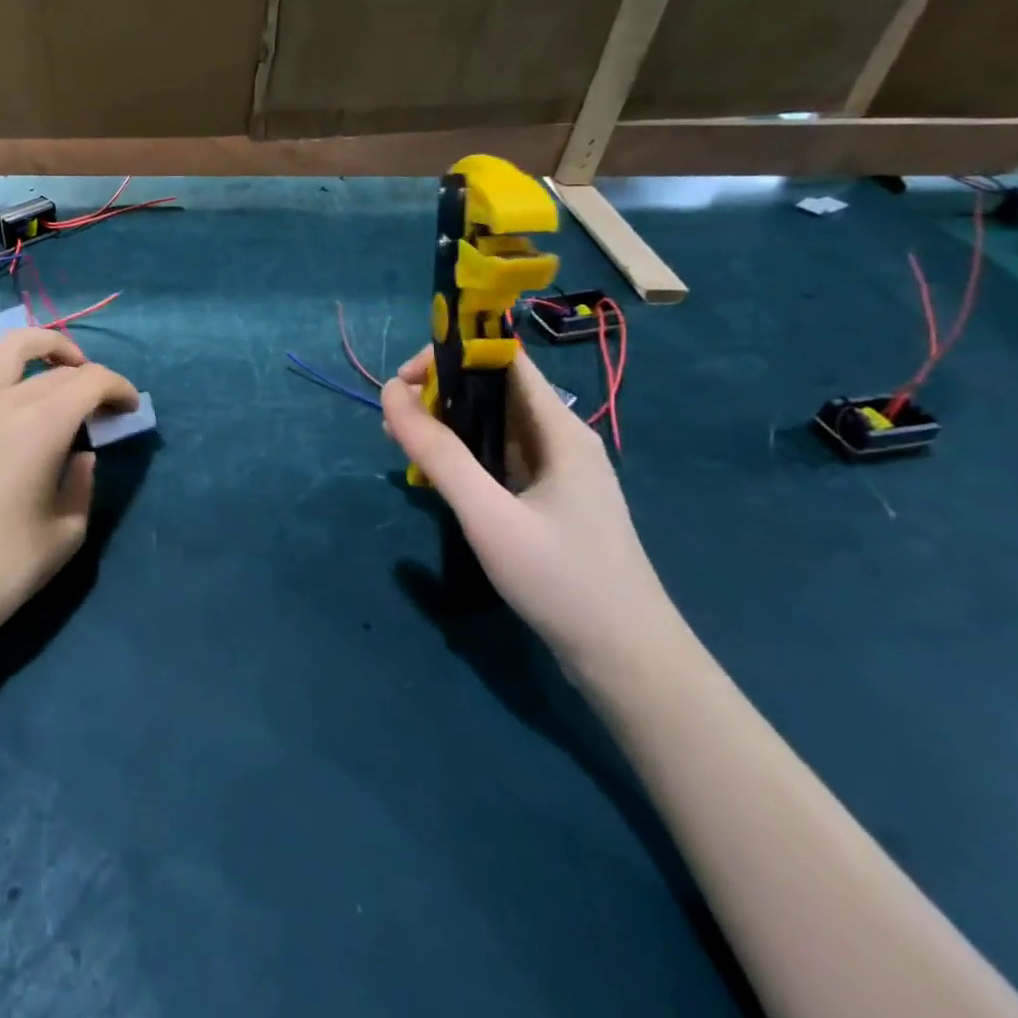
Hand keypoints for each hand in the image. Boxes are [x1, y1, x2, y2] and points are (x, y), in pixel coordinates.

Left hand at [0, 329, 137, 650]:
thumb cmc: (10, 564)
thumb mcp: (71, 528)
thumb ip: (84, 480)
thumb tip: (81, 453)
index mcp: (43, 427)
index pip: (91, 382)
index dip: (119, 388)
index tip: (129, 408)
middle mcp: (4, 402)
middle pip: (57, 370)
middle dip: (89, 379)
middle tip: (101, 404)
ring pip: (7, 346)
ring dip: (41, 344)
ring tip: (58, 363)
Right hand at [380, 347, 686, 686]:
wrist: (628, 661)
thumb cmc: (561, 580)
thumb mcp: (488, 514)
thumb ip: (438, 452)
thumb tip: (390, 393)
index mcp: (559, 429)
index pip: (502, 359)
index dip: (450, 355)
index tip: (402, 383)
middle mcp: (560, 438)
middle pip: (493, 390)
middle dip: (438, 393)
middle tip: (392, 421)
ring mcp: (556, 471)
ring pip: (491, 426)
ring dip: (445, 425)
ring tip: (401, 443)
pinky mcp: (548, 499)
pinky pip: (497, 458)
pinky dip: (461, 456)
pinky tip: (433, 476)